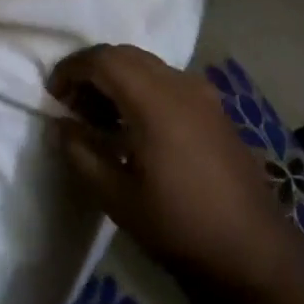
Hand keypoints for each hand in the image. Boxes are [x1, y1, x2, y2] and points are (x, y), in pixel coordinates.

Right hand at [50, 45, 288, 287]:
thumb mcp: (116, 196)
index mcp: (155, 101)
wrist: (251, 248)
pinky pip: (168, 80)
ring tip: (98, 118)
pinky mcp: (214, 108)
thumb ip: (81, 152)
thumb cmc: (178, 224)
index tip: (52, 96)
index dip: (71, 69)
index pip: (103, 59)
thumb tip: (60, 124)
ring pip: (148, 65)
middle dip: (92, 70)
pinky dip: (141, 88)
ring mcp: (203, 94)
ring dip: (117, 78)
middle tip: (71, 105)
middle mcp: (180, 85)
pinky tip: (133, 126)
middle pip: (126, 54)